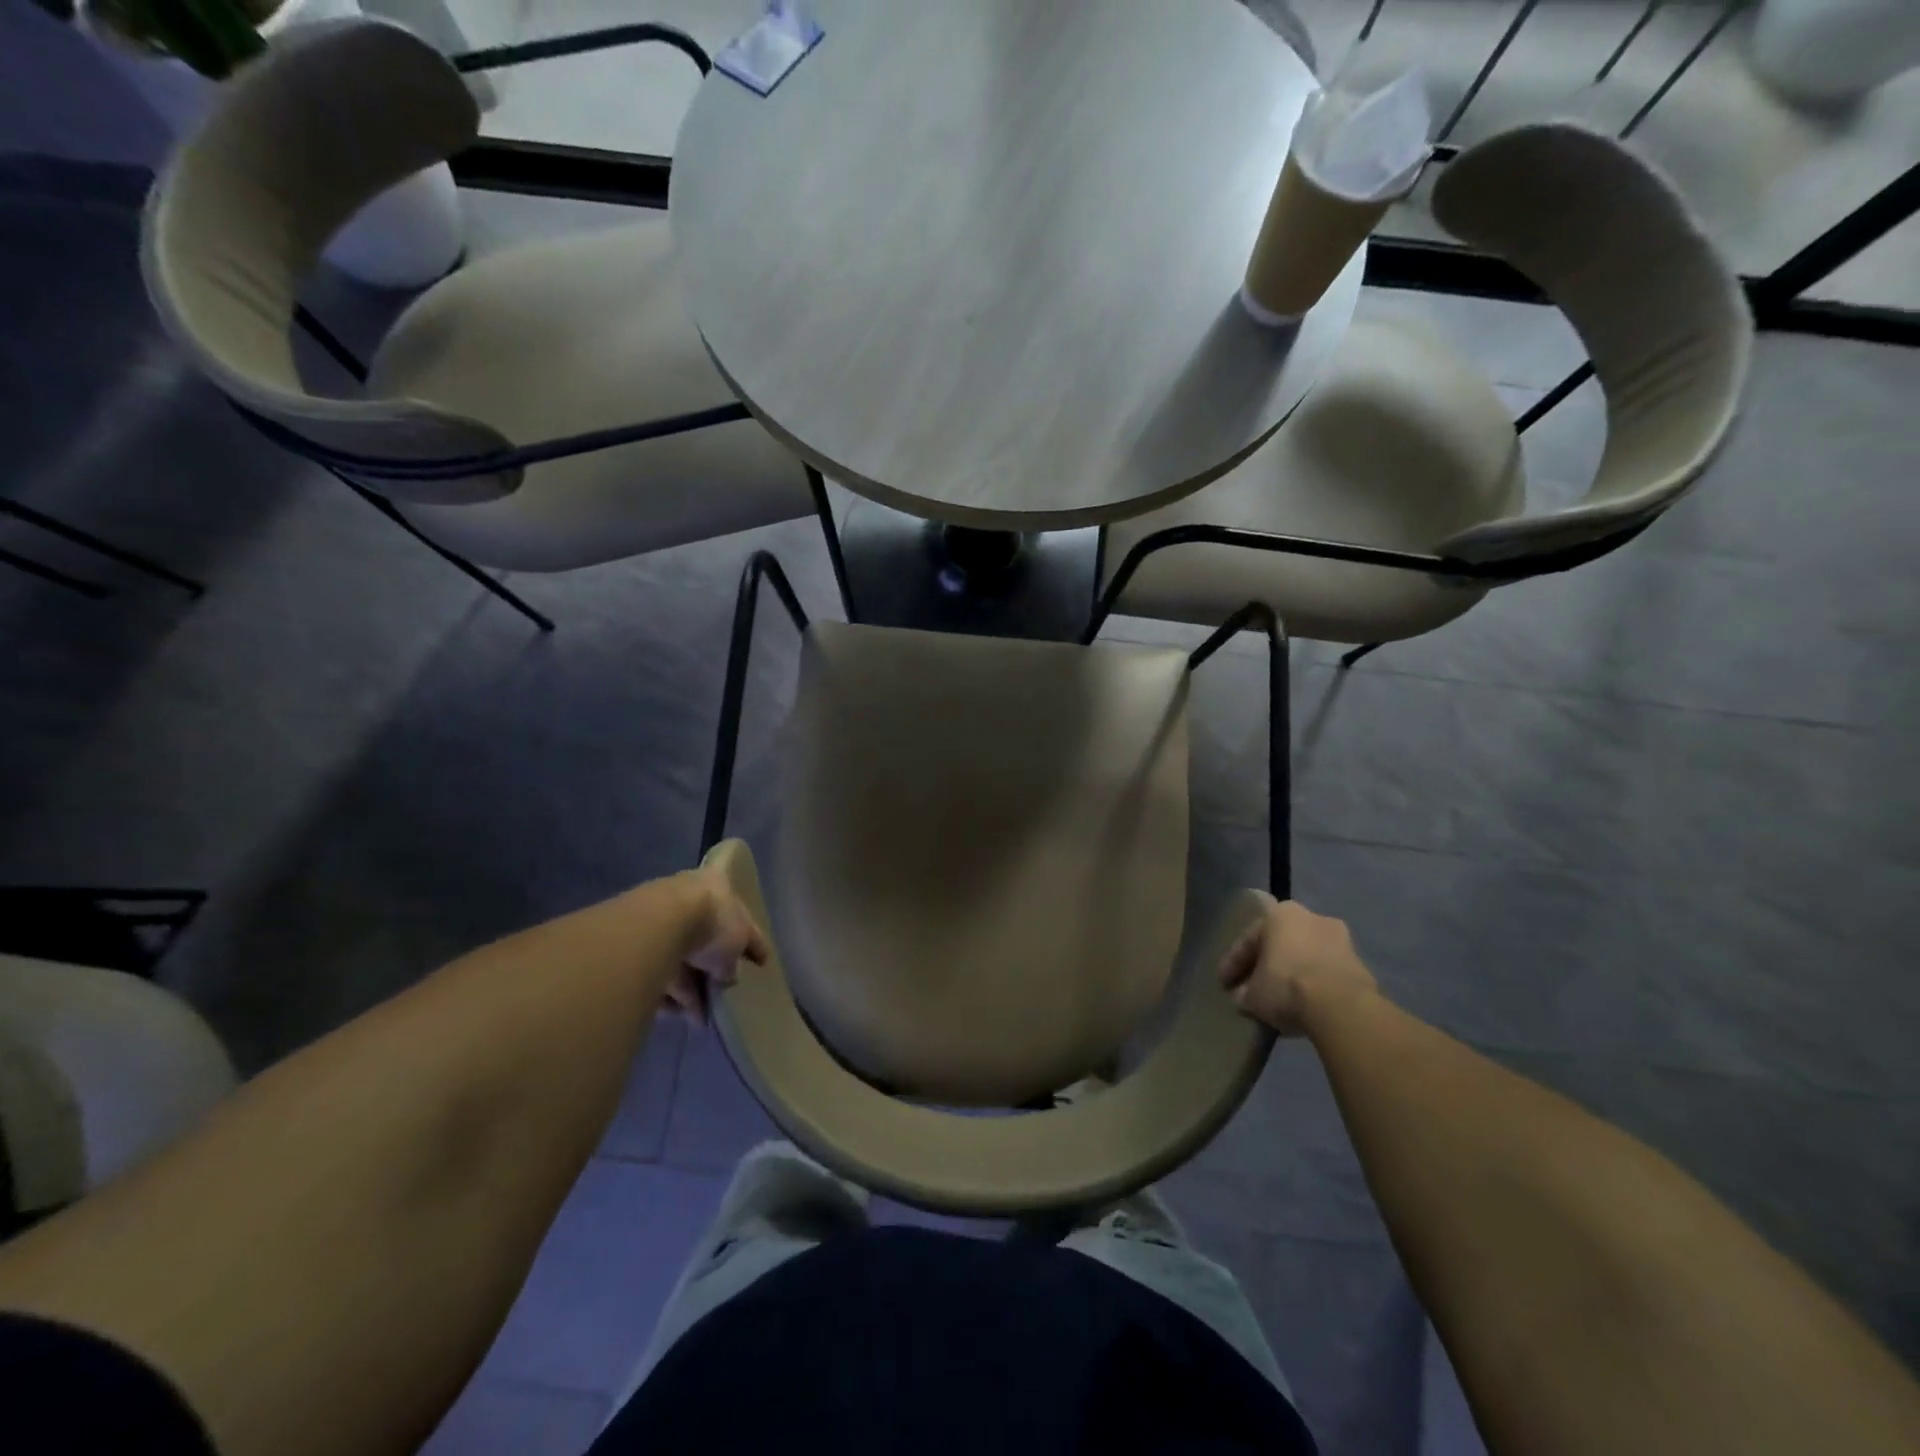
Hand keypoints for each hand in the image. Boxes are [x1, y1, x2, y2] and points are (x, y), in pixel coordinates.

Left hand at [664, 867, 770, 1025]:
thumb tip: (726, 978)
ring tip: (699, 1018)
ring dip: (691, 990)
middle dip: (713, 971)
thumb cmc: (713, 921)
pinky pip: (659, 972)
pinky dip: (669, 993)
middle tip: (721, 994)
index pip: (741, 914)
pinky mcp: (638, 946)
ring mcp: (662, 920)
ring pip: (681, 959)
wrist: (660, 923)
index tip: (760, 961)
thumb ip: (732, 964)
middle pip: (707, 939)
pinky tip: (678, 1014)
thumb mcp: (738, 944)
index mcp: (719, 887)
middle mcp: (690, 899)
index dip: (752, 941)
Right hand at [1217, 894, 1376, 1035]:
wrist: (1342, 1006)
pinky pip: (1326, 973)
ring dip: (1293, 973)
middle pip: (1280, 944)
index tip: (1223, 985)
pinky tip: (1305, 1005)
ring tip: (1280, 998)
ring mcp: (1340, 940)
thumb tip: (1243, 997)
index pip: (1248, 940)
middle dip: (1266, 965)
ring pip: (1305, 956)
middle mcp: (1310, 917)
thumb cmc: (1286, 985)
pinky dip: (1315, 985)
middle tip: (1252, 987)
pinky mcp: (1360, 965)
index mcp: (1279, 914)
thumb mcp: (1253, 994)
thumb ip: (1245, 992)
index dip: (1232, 964)